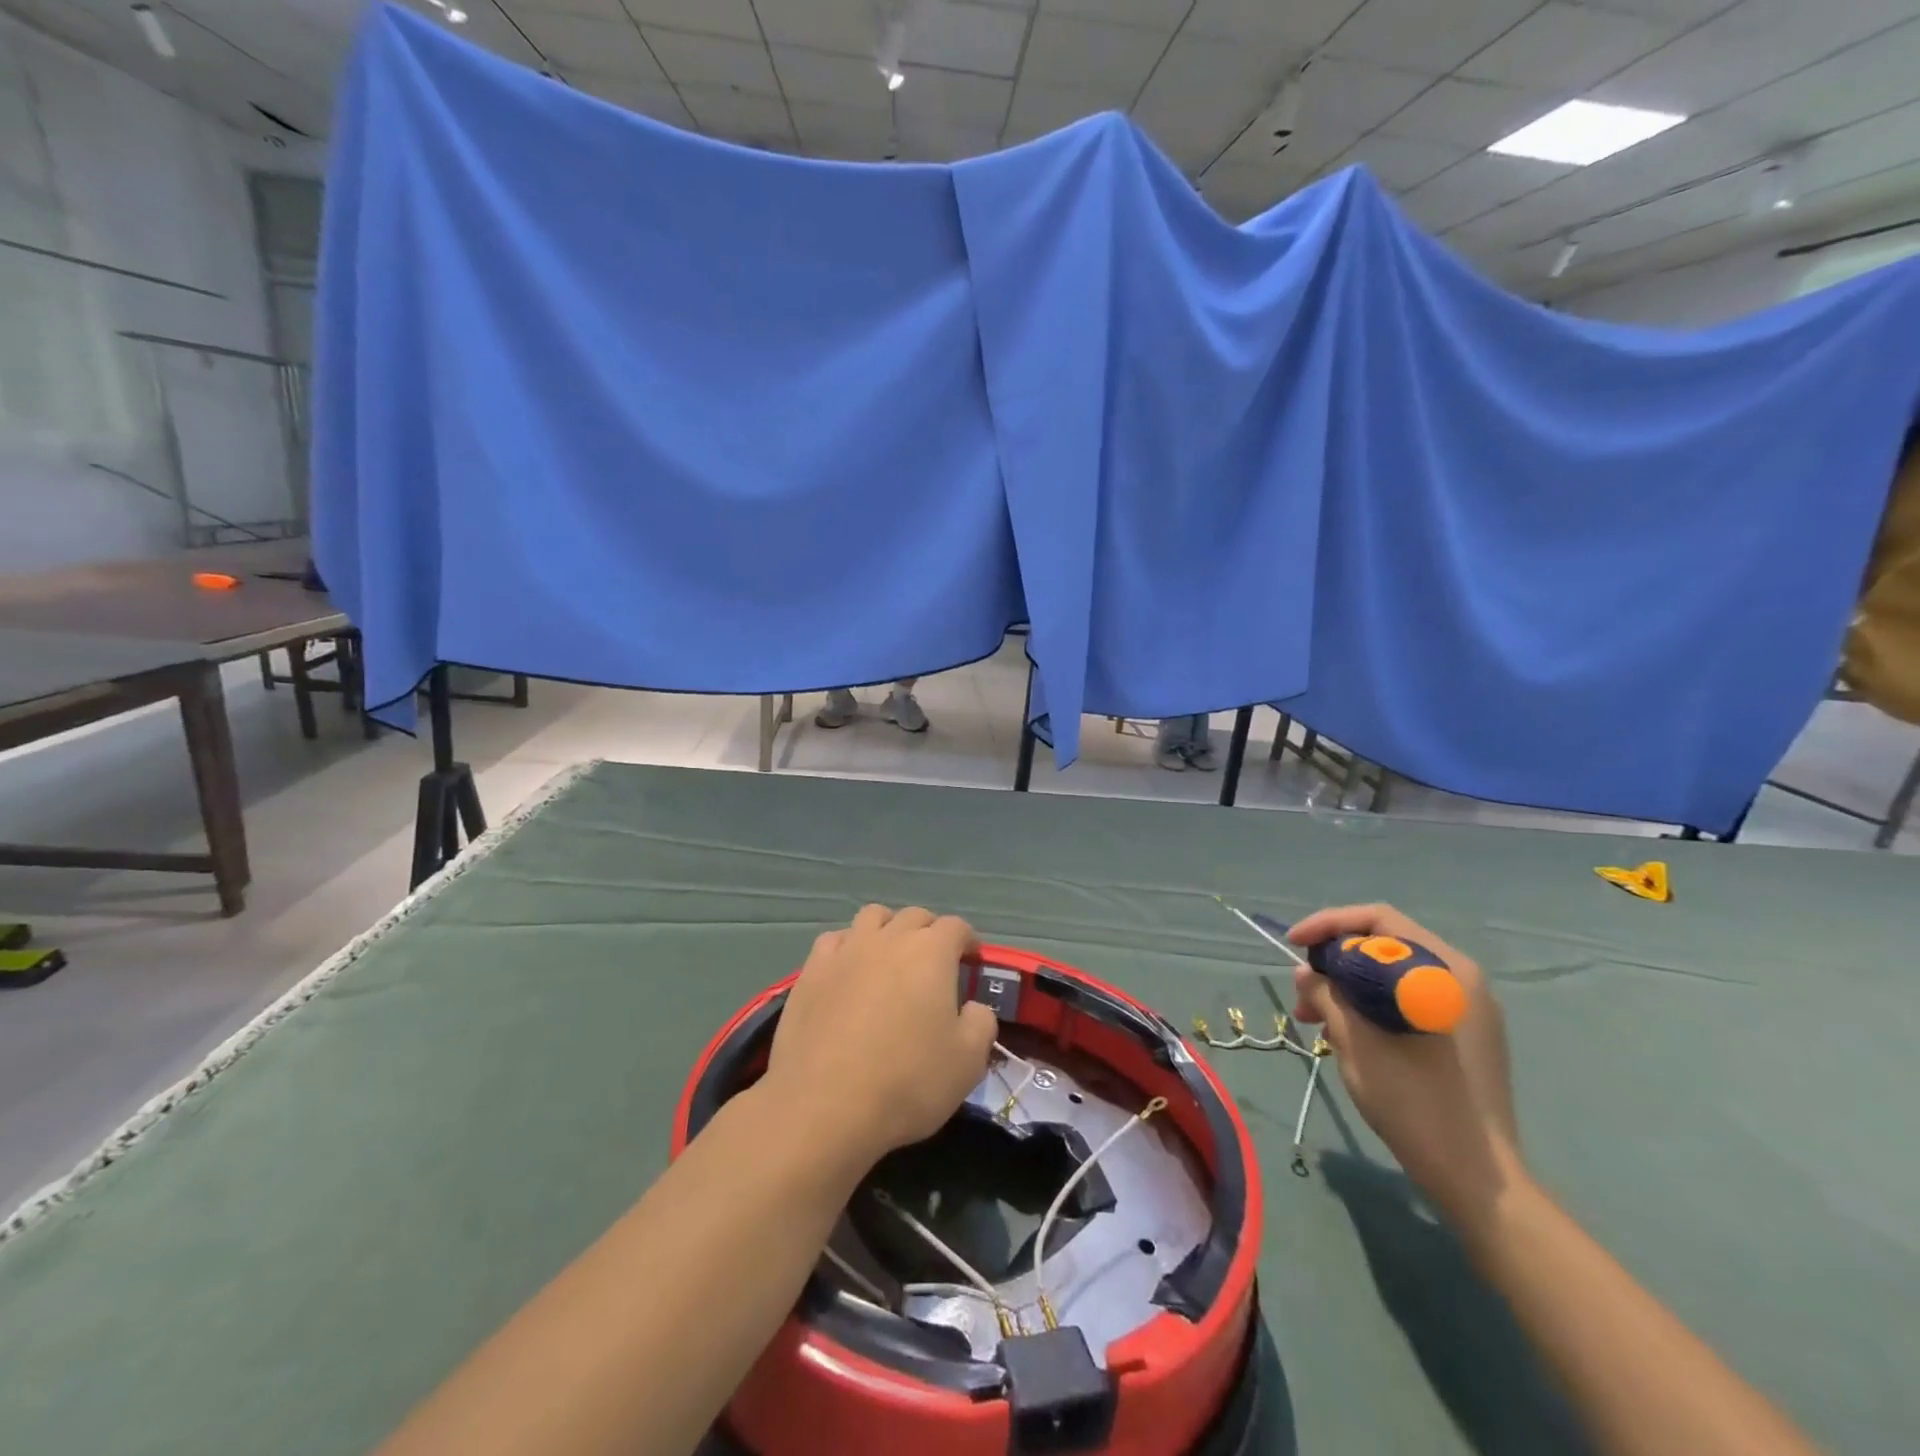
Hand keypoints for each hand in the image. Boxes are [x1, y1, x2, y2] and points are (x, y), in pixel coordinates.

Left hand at [763, 905, 997, 1166]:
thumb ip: (980, 1024)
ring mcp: (846, 950)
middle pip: (914, 917)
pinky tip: (848, 970)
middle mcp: (889, 938)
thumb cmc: (907, 1082)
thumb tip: (973, 1008)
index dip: (967, 940)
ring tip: (890, 958)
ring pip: (872, 917)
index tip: (971, 961)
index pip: (956, 927)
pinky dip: (848, 947)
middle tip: (934, 963)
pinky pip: (834, 941)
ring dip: (888, 929)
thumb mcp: (968, 1062)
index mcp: (931, 952)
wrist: (824, 1106)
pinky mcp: (811, 971)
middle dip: (930, 932)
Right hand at [1288, 904, 1523, 1226]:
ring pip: (1393, 974)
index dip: (1328, 925)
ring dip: (1349, 986)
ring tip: (1315, 1020)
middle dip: (1335, 961)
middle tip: (1301, 991)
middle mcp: (1461, 977)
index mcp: (1444, 969)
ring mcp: (1467, 1006)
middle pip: (1385, 944)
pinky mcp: (1466, 1033)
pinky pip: (1408, 999)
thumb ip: (1326, 994)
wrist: (1477, 1177)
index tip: (1293, 943)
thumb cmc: (1413, 1101)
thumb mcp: (1355, 1041)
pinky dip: (1373, 1005)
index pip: (1378, 920)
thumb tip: (1306, 972)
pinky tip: (1347, 1034)